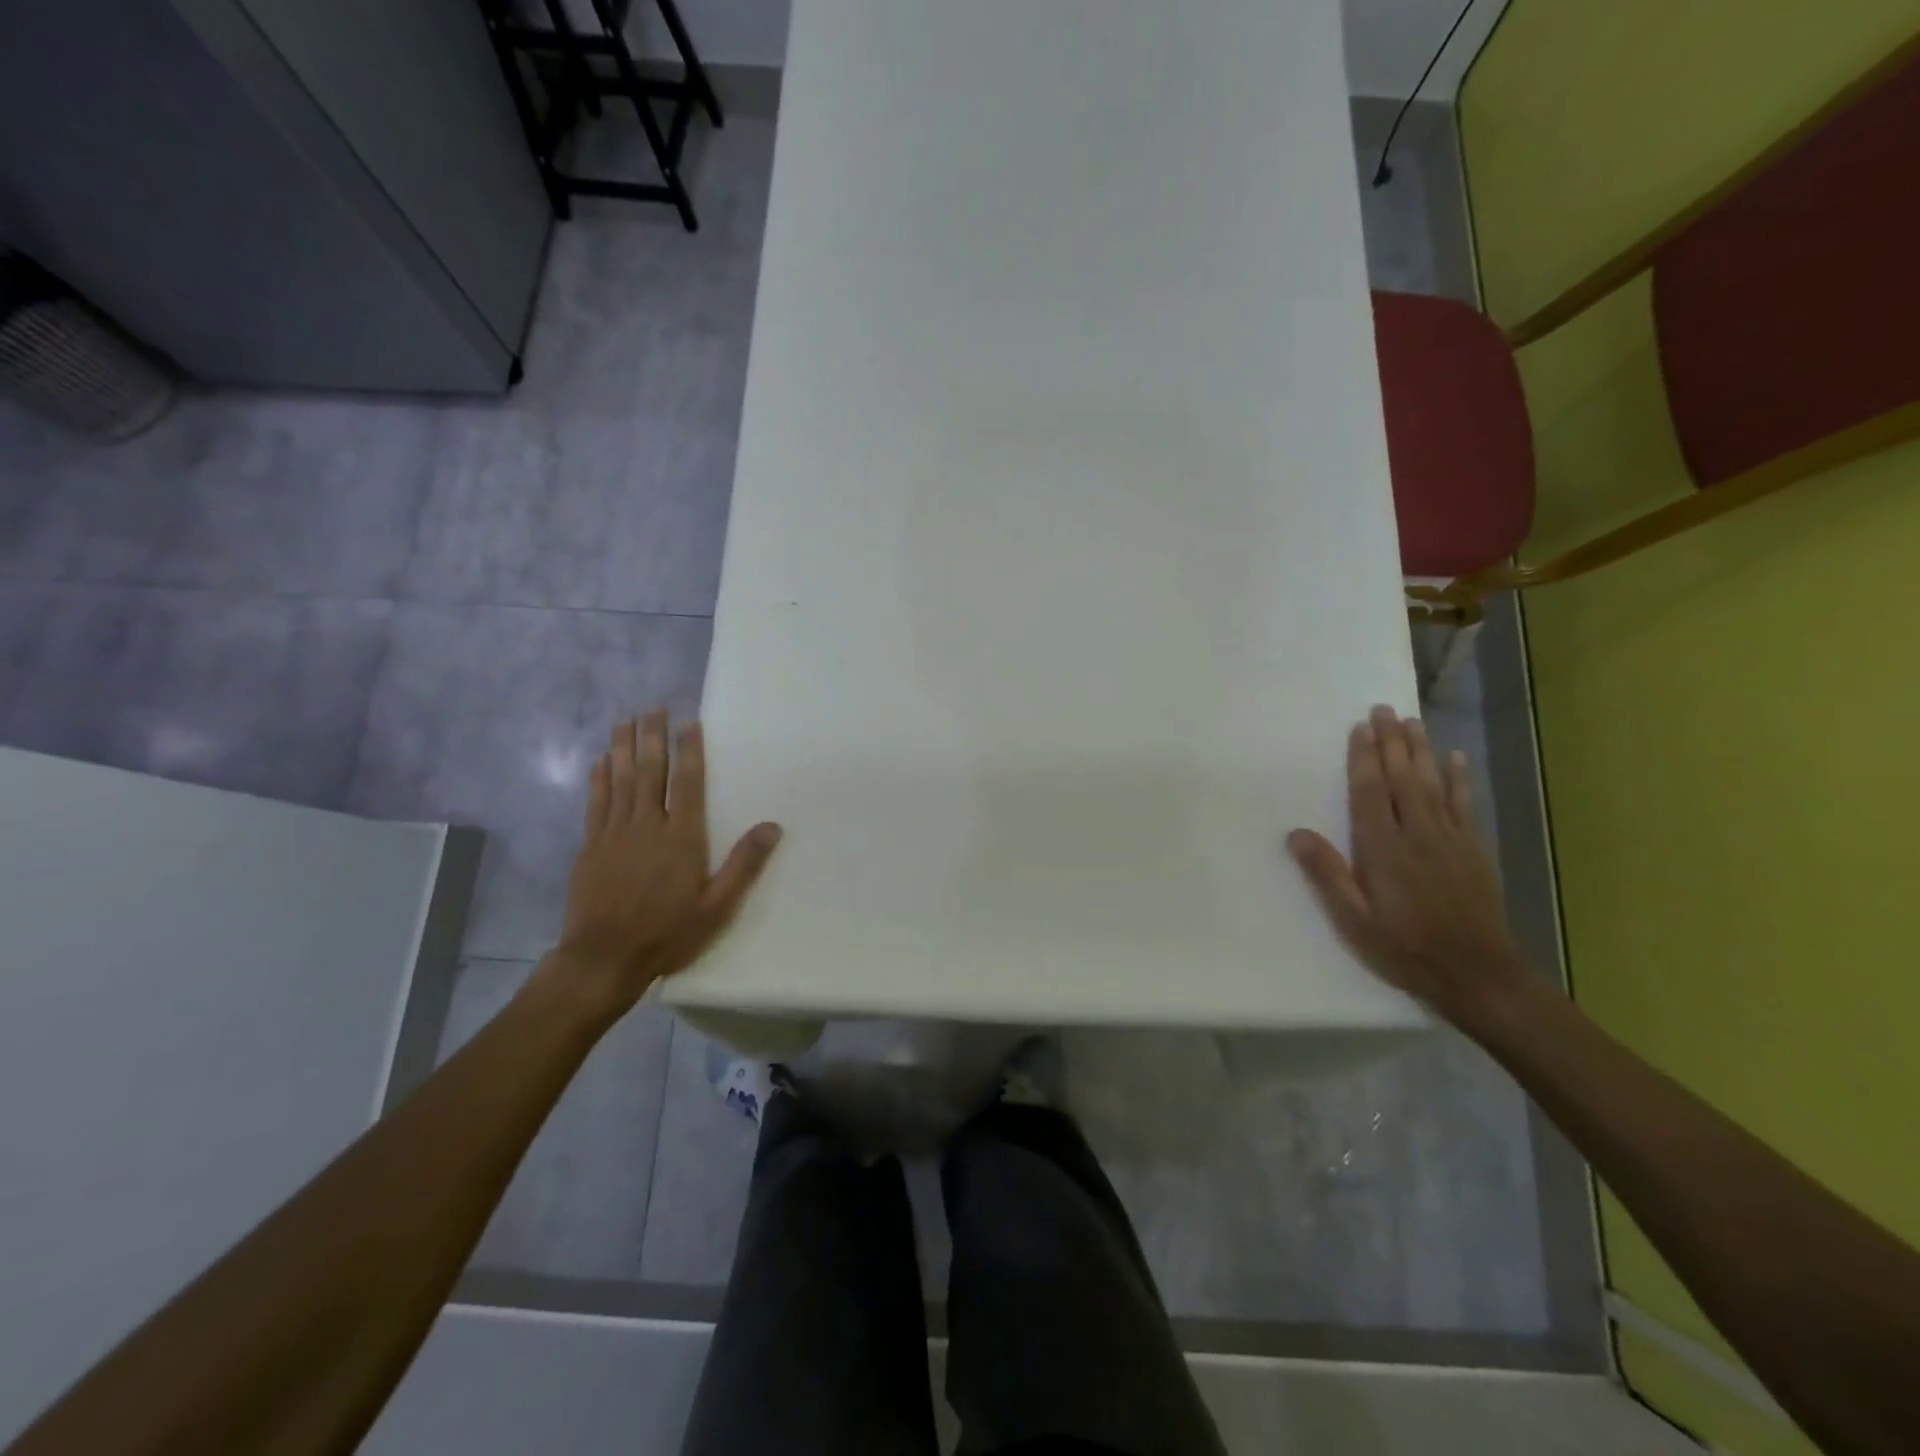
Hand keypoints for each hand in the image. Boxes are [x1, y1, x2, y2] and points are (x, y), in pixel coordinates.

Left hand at [545, 709, 781, 1017]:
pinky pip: (596, 802)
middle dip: (652, 737)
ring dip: (623, 748)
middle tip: (653, 708)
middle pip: (651, 772)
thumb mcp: (717, 906)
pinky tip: (601, 760)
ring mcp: (615, 833)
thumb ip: (744, 864)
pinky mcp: (591, 845)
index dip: (689, 751)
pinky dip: (599, 778)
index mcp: (682, 838)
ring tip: (625, 720)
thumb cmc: (668, 932)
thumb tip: (772, 826)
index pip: (688, 783)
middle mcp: (648, 826)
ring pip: (620, 780)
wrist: (604, 958)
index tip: (688, 722)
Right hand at [1287, 705, 1533, 1030]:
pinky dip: (1459, 779)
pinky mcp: (1473, 850)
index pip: (1371, 793)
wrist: (1478, 975)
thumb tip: (1296, 833)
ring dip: (1420, 750)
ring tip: (1411, 721)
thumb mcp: (1354, 921)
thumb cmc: (1405, 948)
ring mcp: (1451, 839)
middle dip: (1391, 742)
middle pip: (1403, 778)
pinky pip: (1465, 804)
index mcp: (1383, 849)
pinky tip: (1455, 758)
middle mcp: (1418, 834)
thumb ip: (1327, 875)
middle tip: (1383, 709)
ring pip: (1433, 783)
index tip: (1359, 728)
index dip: (1364, 759)